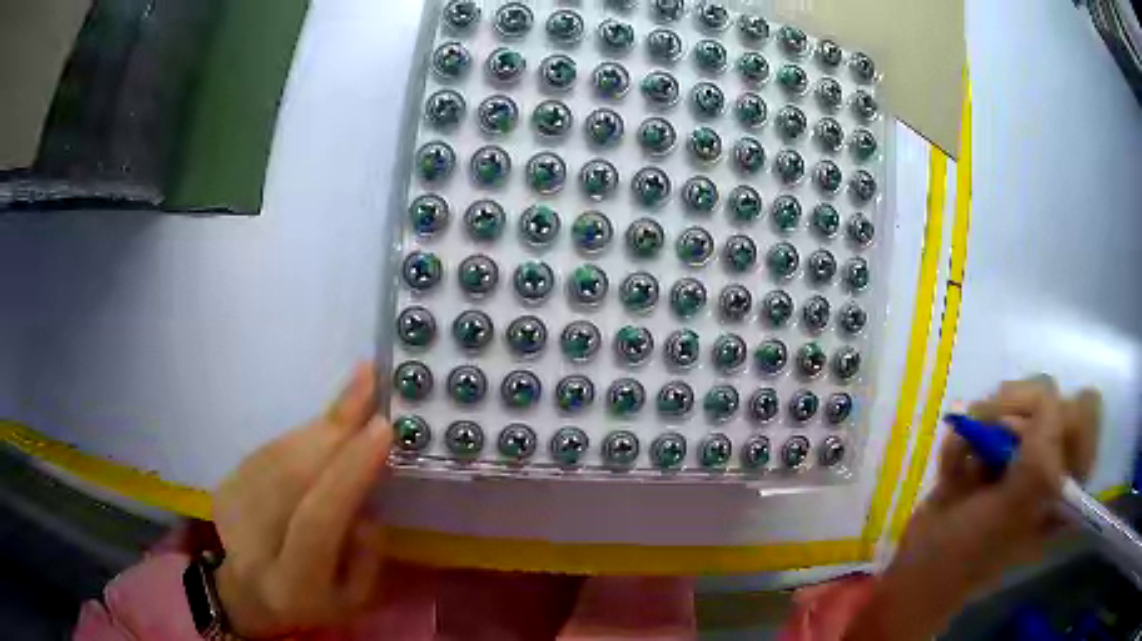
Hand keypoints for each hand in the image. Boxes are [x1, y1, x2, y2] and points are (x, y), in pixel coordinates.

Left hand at [211, 363, 392, 638]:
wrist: (251, 594)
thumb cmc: (315, 602)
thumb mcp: (356, 598)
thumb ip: (366, 552)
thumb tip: (363, 492)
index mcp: (293, 582)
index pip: (317, 520)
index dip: (348, 472)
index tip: (382, 428)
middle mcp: (253, 543)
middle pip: (292, 473)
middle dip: (336, 426)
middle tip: (369, 380)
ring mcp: (231, 509)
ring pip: (280, 452)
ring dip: (322, 422)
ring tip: (356, 390)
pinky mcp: (225, 485)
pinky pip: (270, 448)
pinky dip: (304, 433)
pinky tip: (328, 425)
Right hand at [847, 376, 1100, 640]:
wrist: (919, 571)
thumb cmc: (970, 553)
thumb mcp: (1012, 509)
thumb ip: (1042, 452)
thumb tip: (1046, 394)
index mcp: (1070, 479)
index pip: (1085, 411)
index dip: (1055, 417)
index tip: (1025, 445)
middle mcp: (1054, 461)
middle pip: (1051, 397)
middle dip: (1014, 414)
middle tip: (989, 448)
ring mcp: (1023, 454)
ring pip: (1016, 399)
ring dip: (982, 427)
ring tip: (964, 466)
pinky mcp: (994, 451)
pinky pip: (985, 417)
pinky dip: (964, 439)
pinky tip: (954, 472)